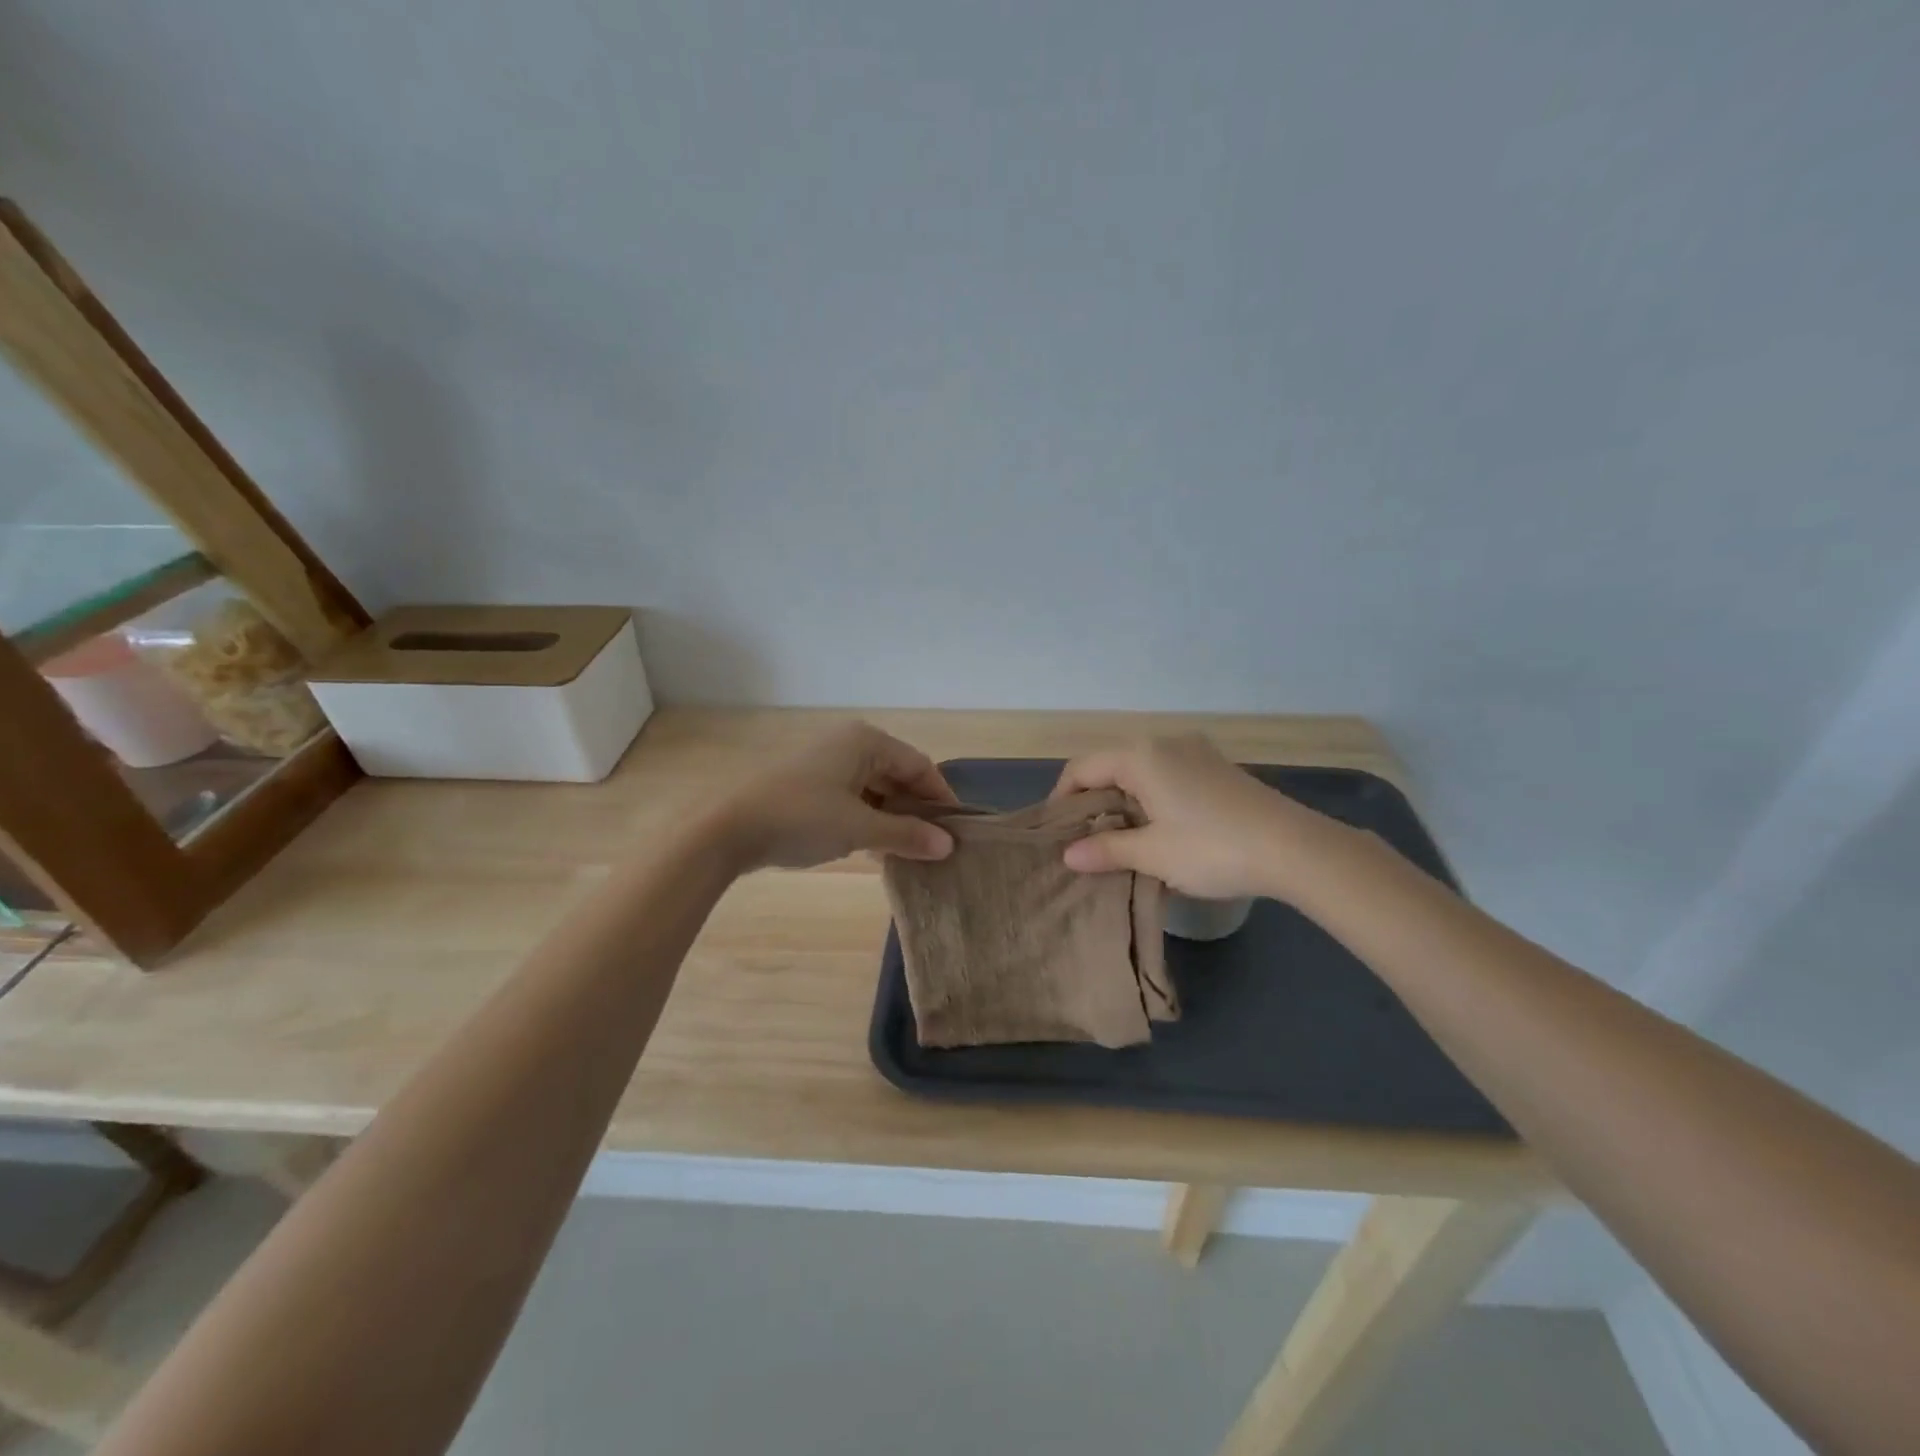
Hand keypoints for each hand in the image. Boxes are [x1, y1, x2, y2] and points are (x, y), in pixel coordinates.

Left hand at [714, 722, 958, 870]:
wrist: (727, 829)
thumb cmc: (801, 818)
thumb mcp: (859, 829)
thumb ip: (906, 835)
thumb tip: (948, 846)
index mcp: (866, 741)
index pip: (920, 766)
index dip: (941, 798)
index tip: (957, 831)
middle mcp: (848, 743)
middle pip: (898, 775)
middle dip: (916, 810)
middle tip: (936, 845)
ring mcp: (826, 762)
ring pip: (875, 788)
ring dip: (892, 817)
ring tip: (910, 851)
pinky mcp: (809, 782)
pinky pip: (852, 796)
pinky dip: (868, 818)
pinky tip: (876, 846)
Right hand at [1050, 734, 1331, 898]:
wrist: (1295, 848)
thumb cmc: (1212, 848)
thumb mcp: (1153, 854)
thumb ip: (1107, 849)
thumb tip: (1069, 855)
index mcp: (1140, 756)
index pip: (1082, 768)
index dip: (1062, 799)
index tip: (1058, 834)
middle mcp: (1164, 742)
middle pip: (1110, 765)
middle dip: (1093, 800)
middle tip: (1086, 840)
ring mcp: (1195, 751)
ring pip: (1140, 770)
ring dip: (1123, 800)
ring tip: (1120, 839)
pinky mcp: (1217, 766)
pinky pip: (1167, 774)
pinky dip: (1151, 796)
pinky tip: (1158, 828)